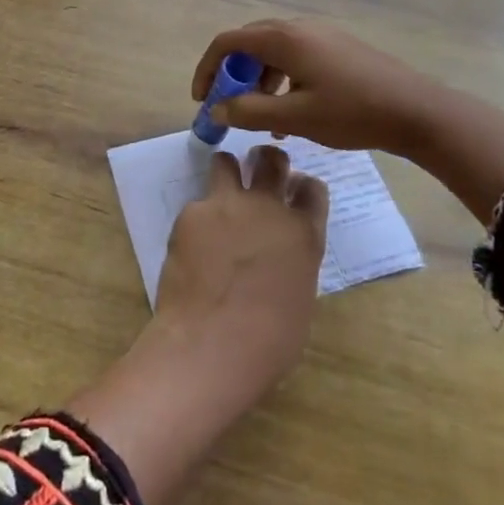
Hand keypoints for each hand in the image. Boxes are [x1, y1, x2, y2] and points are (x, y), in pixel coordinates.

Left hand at [66, 145, 327, 504]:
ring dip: (227, 171)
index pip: (312, 189)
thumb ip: (292, 262)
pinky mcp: (192, 213)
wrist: (212, 344)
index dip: (303, 187)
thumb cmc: (269, 342)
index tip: (295, 190)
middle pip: (272, 161)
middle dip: (268, 161)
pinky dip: (198, 218)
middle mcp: (268, 208)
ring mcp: (227, 205)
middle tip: (261, 169)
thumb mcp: (298, 297)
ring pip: (226, 162)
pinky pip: (197, 204)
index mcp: (303, 234)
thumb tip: (278, 256)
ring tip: (222, 190)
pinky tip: (193, 244)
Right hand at [192, 19, 443, 156]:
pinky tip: (292, 112)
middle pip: (249, 43)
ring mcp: (321, 35)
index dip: (208, 68)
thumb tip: (218, 109)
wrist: (417, 111)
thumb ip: (250, 112)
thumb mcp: (295, 117)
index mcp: (285, 39)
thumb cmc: (352, 113)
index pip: (228, 42)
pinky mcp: (337, 47)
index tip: (203, 99)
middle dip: (232, 75)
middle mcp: (299, 28)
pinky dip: (281, 79)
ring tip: (264, 118)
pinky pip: (295, 56)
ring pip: (273, 51)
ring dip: (258, 80)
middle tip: (229, 107)